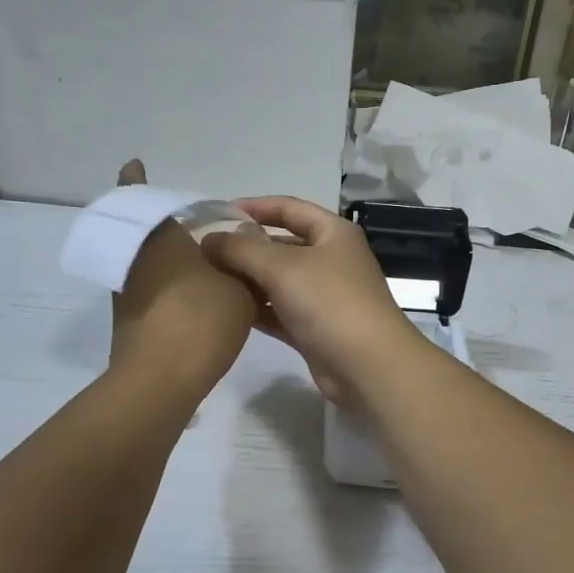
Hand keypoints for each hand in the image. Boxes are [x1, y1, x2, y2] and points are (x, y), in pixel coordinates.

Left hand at [108, 161, 257, 396]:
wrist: (160, 381)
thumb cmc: (201, 320)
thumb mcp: (242, 288)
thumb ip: (246, 263)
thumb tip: (243, 246)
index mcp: (159, 236)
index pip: (137, 194)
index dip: (135, 179)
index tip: (135, 166)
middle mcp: (135, 256)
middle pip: (143, 229)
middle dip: (162, 223)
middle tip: (191, 223)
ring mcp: (126, 288)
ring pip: (145, 260)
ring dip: (165, 256)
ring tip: (200, 259)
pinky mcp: (128, 317)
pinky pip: (148, 287)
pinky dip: (166, 283)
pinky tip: (195, 293)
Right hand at [201, 197, 425, 405]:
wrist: (368, 366)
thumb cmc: (329, 302)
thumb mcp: (282, 267)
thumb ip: (241, 249)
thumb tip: (209, 239)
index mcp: (332, 233)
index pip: (288, 208)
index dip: (254, 207)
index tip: (217, 213)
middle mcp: (330, 259)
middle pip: (281, 245)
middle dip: (245, 246)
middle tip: (205, 251)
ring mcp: (324, 296)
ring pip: (278, 280)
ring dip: (247, 279)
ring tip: (209, 279)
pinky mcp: (314, 328)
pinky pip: (279, 310)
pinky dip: (257, 308)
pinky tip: (227, 310)